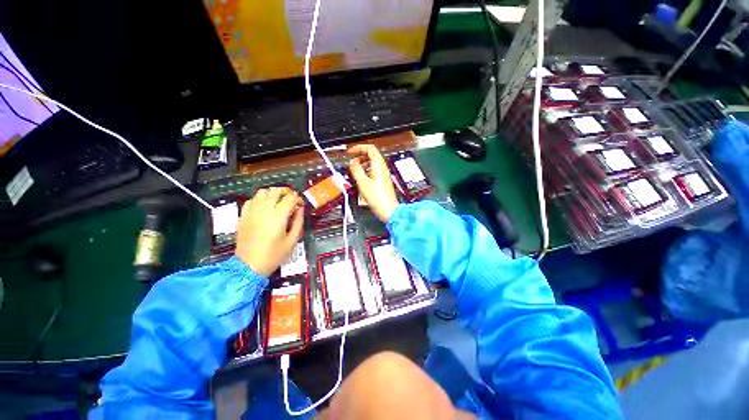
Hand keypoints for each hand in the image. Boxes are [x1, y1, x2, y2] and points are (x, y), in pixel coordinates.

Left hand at [235, 187, 303, 276]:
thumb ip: (298, 222)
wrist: (249, 266)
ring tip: (278, 200)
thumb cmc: (274, 255)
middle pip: (275, 191)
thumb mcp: (292, 240)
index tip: (301, 204)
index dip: (298, 199)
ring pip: (262, 192)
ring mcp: (251, 212)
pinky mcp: (243, 216)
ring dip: (272, 193)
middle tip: (291, 199)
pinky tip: (264, 206)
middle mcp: (264, 210)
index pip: (290, 198)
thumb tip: (300, 209)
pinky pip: (251, 200)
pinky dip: (259, 199)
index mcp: (278, 216)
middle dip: (286, 192)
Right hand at [348, 144, 398, 221]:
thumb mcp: (362, 182)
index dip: (359, 148)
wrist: (389, 210)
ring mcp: (383, 175)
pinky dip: (365, 172)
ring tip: (354, 172)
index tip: (350, 151)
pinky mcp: (382, 182)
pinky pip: (373, 173)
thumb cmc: (379, 198)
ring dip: (362, 165)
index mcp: (378, 165)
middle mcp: (382, 168)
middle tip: (352, 163)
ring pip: (371, 164)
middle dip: (359, 157)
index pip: (370, 148)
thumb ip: (356, 170)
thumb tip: (352, 163)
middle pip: (371, 156)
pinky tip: (361, 180)